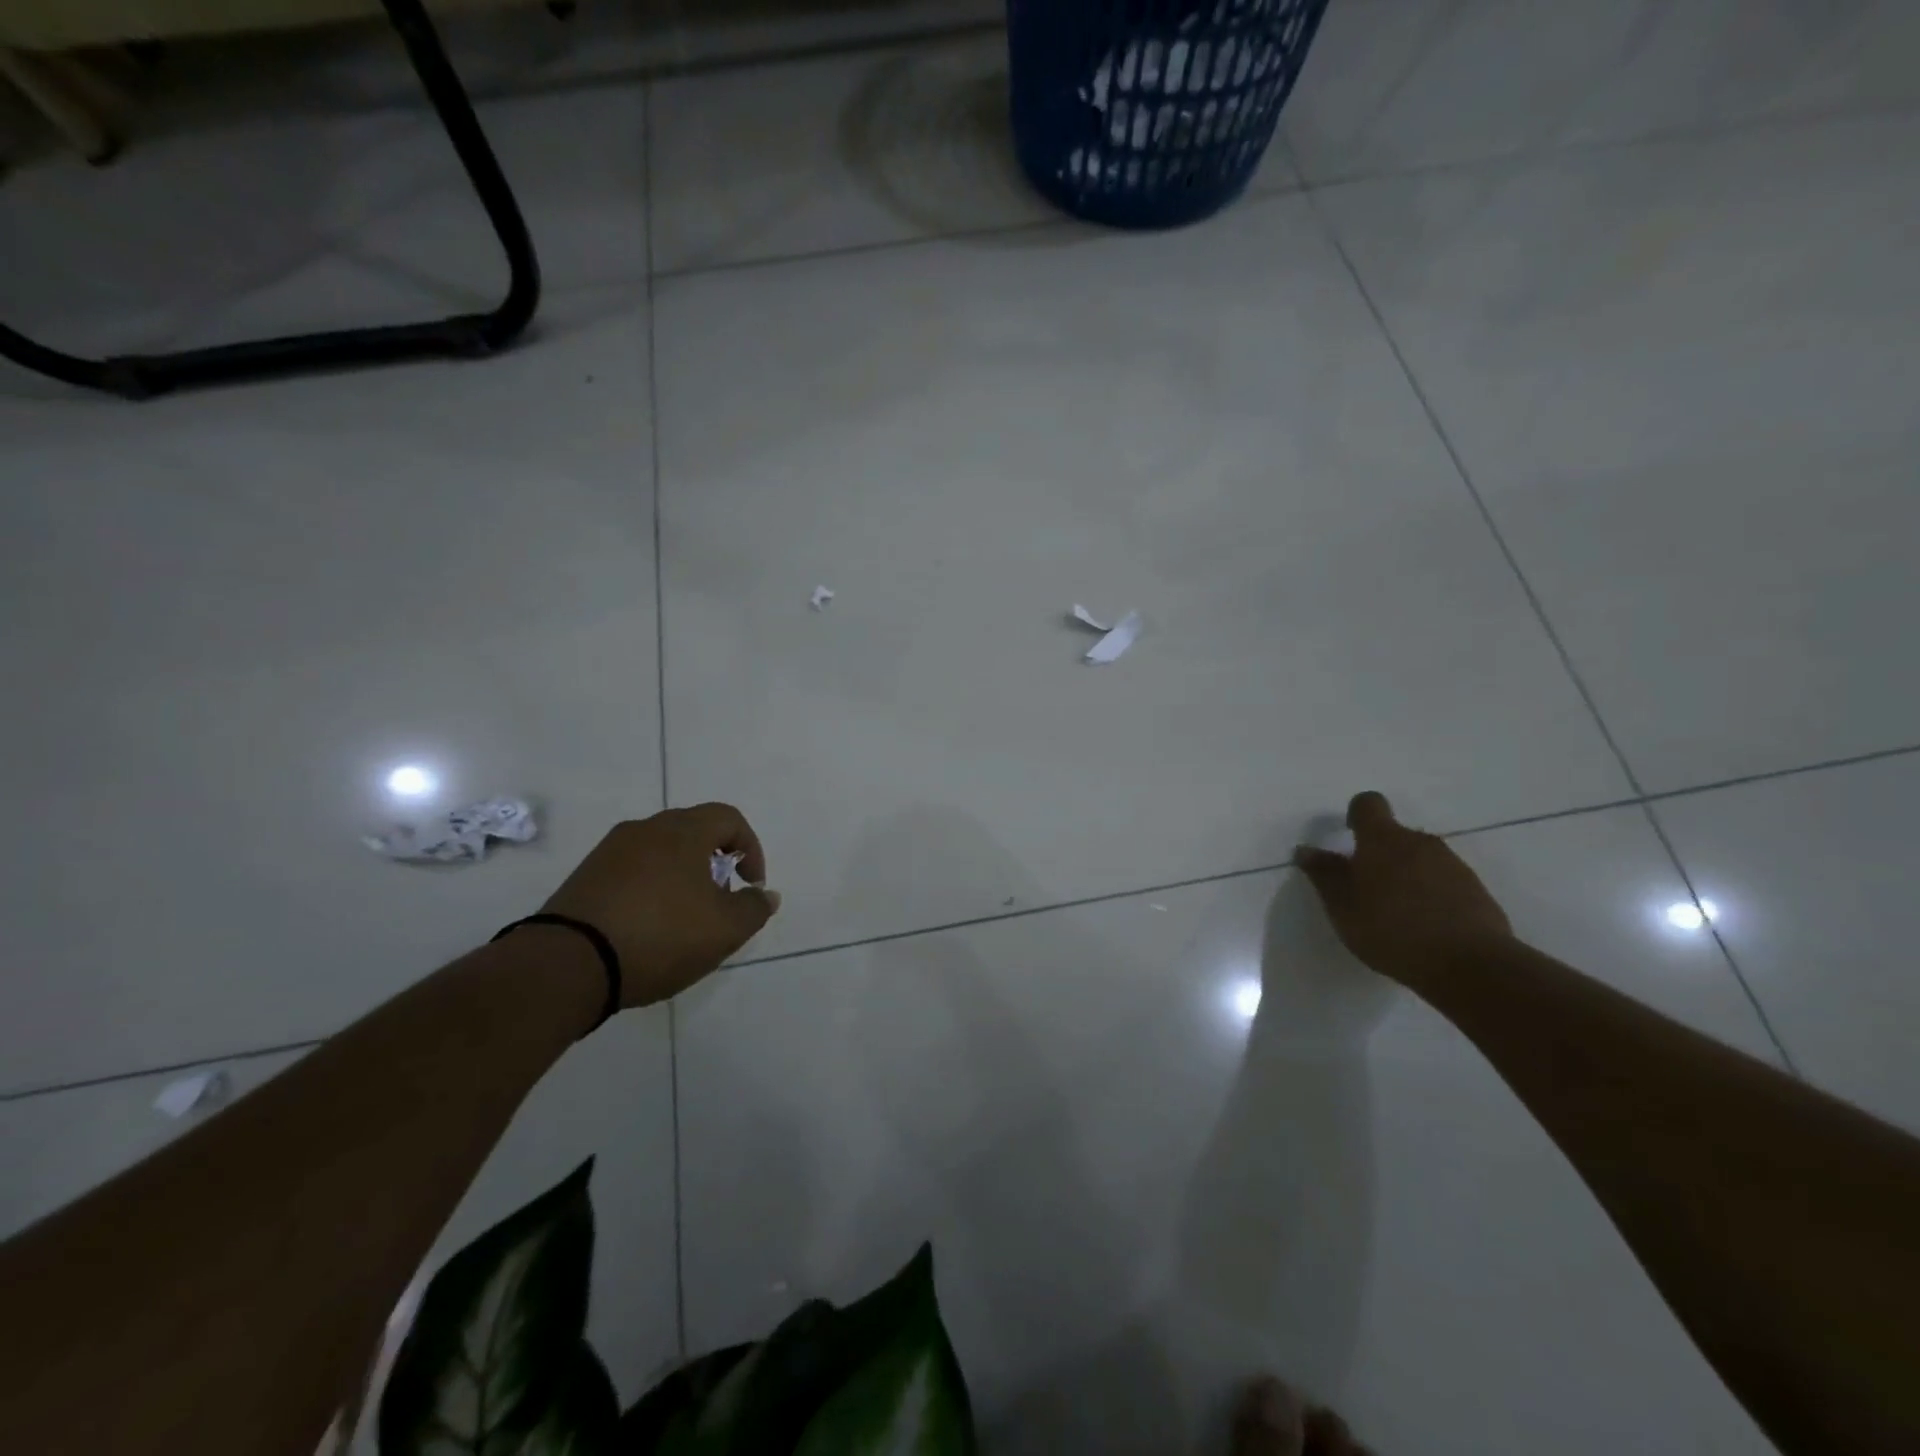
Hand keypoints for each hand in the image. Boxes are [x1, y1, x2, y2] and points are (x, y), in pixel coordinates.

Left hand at [540, 803, 778, 1006]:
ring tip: (685, 916)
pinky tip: (648, 925)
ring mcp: (610, 851)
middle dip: (715, 860)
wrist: (568, 964)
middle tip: (721, 898)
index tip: (751, 884)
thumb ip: (754, 908)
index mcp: (683, 831)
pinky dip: (650, 887)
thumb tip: (766, 894)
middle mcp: (645, 829)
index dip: (751, 847)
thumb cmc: (660, 936)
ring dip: (682, 874)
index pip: (729, 818)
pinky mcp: (584, 877)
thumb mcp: (724, 930)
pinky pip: (631, 870)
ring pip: (660, 851)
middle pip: (693, 830)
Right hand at [1292, 791, 1512, 989]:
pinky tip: (1425, 927)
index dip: (1355, 815)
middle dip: (1379, 854)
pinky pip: (1444, 882)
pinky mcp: (1476, 891)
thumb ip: (1323, 874)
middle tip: (1366, 889)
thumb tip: (1306, 849)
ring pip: (1420, 859)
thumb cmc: (1391, 929)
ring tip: (1397, 913)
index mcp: (1382, 839)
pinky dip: (1431, 895)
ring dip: (1406, 875)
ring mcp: (1453, 865)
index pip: (1368, 804)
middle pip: (1395, 835)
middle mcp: (1420, 842)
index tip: (1348, 838)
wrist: (1470, 965)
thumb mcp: (1342, 905)